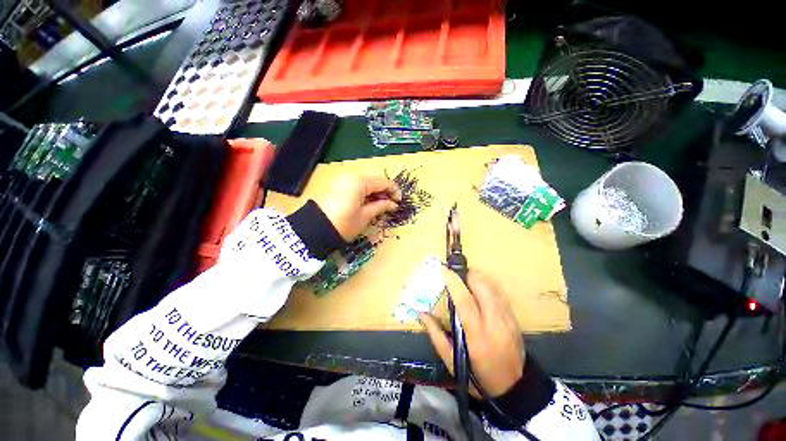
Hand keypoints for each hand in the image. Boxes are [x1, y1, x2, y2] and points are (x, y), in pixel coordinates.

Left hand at [314, 174, 400, 240]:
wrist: (313, 230)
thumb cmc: (343, 224)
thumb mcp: (365, 216)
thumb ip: (381, 206)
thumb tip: (393, 204)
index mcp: (360, 182)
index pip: (383, 181)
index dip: (394, 191)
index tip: (399, 202)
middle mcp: (351, 175)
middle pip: (374, 179)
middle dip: (384, 191)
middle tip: (389, 204)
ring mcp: (342, 179)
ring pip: (365, 181)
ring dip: (375, 191)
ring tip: (379, 205)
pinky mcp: (337, 185)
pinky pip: (356, 184)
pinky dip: (364, 192)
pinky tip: (367, 202)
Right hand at [421, 269, 524, 397]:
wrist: (514, 388)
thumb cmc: (477, 375)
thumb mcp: (451, 359)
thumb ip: (435, 333)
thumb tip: (422, 312)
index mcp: (477, 335)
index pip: (465, 301)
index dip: (453, 282)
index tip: (443, 270)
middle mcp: (495, 323)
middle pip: (483, 286)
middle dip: (467, 274)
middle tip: (455, 274)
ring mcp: (508, 318)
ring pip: (492, 286)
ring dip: (477, 278)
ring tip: (464, 280)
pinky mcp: (514, 317)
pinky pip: (499, 292)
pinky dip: (486, 285)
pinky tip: (478, 290)